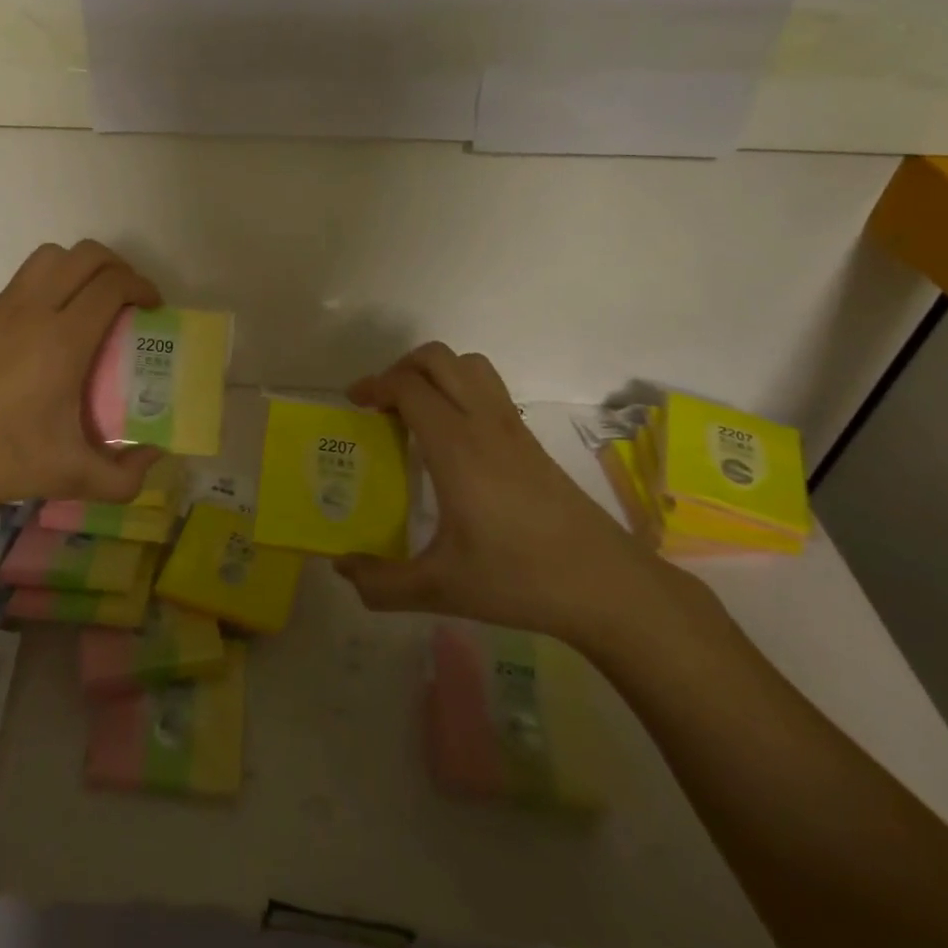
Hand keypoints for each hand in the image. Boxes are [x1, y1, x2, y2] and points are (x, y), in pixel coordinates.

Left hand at [0, 240, 164, 518]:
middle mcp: (32, 311)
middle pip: (85, 256)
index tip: (154, 307)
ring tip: (91, 304)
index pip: (111, 285)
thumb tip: (152, 458)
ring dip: (80, 267)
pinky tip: (49, 331)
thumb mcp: (68, 478)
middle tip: (129, 301)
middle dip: (118, 267)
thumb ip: (122, 478)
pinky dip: (51, 283)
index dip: (142, 286)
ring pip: (49, 257)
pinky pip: (24, 280)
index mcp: (60, 340)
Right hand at [336, 343, 668, 644]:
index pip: (408, 386)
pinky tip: (452, 438)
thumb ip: (383, 583)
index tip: (354, 404)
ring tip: (415, 409)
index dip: (375, 385)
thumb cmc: (520, 579)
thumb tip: (341, 567)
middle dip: (401, 369)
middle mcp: (483, 423)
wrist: (606, 585)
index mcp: (456, 447)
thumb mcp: (442, 589)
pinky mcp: (531, 440)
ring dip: (435, 372)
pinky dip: (460, 389)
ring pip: (469, 365)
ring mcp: (512, 427)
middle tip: (381, 404)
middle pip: (438, 359)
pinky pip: (488, 388)